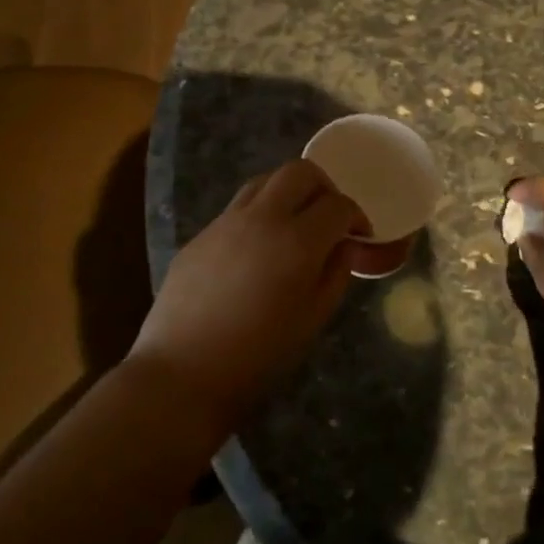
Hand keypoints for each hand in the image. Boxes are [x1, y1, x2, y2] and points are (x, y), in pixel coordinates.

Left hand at [129, 160, 365, 430]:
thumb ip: (334, 274)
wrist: (183, 371)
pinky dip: (259, 214)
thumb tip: (343, 248)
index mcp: (297, 241)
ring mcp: (226, 221)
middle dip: (324, 187)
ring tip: (294, 226)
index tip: (360, 235)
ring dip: (288, 193)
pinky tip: (257, 250)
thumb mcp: (312, 320)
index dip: (356, 216)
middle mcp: (262, 217)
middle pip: (300, 171)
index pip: (337, 205)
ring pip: (265, 181)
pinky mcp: (201, 233)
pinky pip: (237, 207)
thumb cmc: (258, 356)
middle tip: (329, 218)